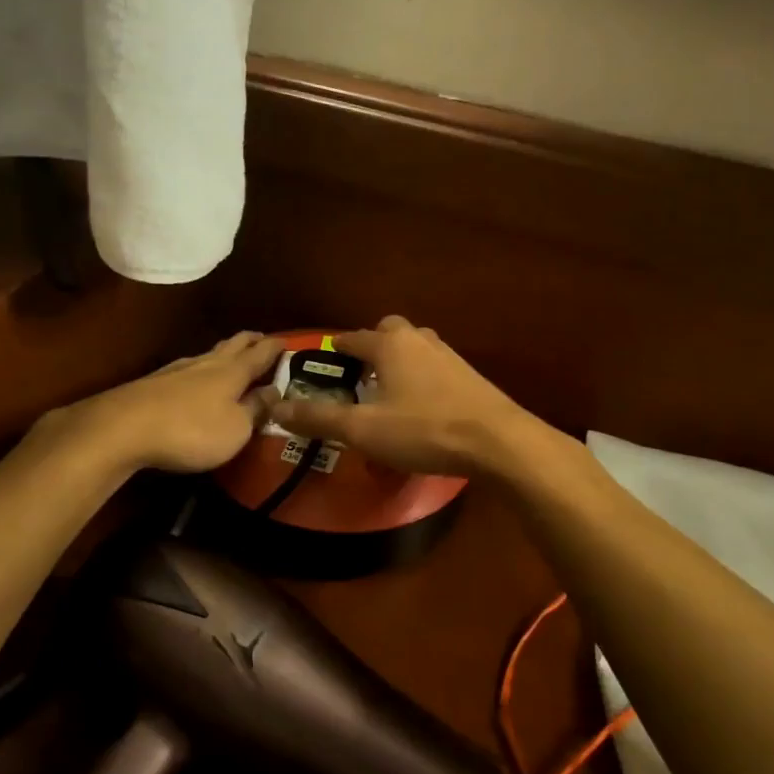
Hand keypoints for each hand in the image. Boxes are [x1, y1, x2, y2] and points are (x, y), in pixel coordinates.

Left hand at [51, 331, 283, 474]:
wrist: (123, 428)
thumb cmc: (191, 430)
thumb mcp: (236, 429)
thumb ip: (256, 409)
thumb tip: (274, 390)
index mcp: (233, 372)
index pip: (261, 353)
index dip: (276, 347)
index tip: (288, 341)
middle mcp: (207, 363)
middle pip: (233, 345)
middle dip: (250, 340)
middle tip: (262, 338)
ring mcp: (177, 370)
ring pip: (209, 354)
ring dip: (224, 352)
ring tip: (232, 354)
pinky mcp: (154, 382)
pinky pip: (187, 368)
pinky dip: (201, 368)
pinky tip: (196, 376)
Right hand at [265, 315, 547, 477]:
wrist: (498, 442)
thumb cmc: (424, 430)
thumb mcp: (363, 429)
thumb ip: (318, 418)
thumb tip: (275, 408)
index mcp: (389, 345)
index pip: (352, 338)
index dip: (334, 351)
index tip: (321, 365)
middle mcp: (418, 340)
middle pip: (387, 331)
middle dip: (370, 347)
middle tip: (358, 378)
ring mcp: (448, 356)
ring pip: (414, 347)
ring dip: (397, 361)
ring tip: (385, 393)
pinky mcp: (469, 376)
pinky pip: (433, 366)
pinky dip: (419, 377)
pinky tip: (420, 406)